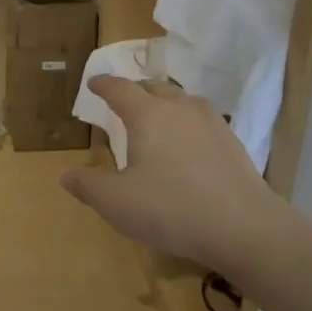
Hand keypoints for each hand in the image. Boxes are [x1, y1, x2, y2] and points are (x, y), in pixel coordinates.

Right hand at [61, 77, 281, 266]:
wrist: (244, 227)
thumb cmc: (171, 209)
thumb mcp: (116, 203)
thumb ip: (88, 186)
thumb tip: (66, 176)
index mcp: (148, 115)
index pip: (120, 88)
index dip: (103, 84)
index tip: (93, 83)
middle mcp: (180, 108)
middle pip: (153, 87)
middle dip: (134, 89)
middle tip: (122, 99)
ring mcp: (211, 123)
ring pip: (181, 100)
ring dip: (163, 102)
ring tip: (155, 116)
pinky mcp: (232, 142)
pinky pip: (201, 119)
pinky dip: (186, 122)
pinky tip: (187, 143)